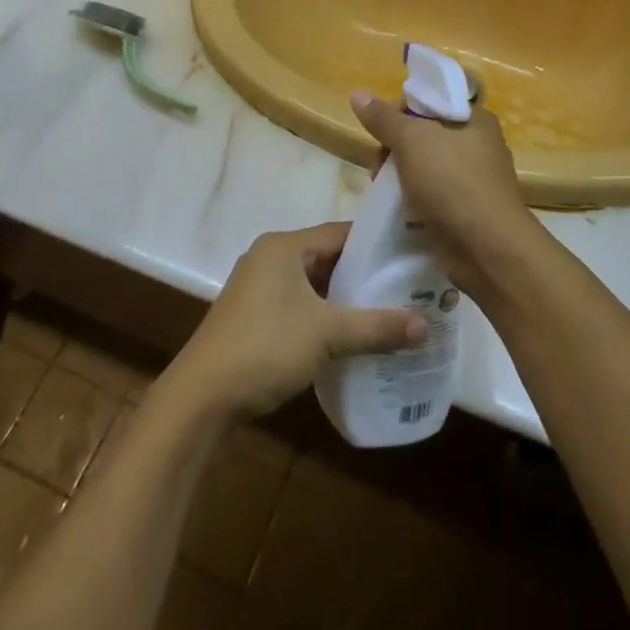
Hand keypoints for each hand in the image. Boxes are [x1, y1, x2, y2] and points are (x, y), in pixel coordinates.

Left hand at [173, 222, 427, 420]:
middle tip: (409, 287)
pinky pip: (301, 306)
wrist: (202, 398)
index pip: (340, 232)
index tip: (411, 254)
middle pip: (328, 258)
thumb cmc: (265, 348)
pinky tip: (354, 336)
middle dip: (366, 274)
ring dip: (347, 299)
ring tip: (391, 312)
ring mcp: (259, 289)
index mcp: (283, 246)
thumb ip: (376, 327)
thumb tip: (427, 325)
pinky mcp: (255, 318)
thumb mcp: (327, 334)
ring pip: (315, 285)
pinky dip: (327, 317)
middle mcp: (270, 258)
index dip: (376, 242)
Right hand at [350, 91, 537, 296]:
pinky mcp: (464, 209)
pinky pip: (430, 193)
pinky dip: (412, 198)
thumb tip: (357, 93)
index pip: (430, 100)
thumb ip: (383, 118)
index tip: (381, 130)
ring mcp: (472, 179)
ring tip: (383, 189)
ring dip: (399, 175)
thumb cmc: (452, 182)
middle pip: (423, 133)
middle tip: (378, 165)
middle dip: (394, 147)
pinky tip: (398, 208)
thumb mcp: (412, 141)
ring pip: (423, 165)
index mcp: (474, 118)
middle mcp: (477, 144)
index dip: (400, 110)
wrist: (487, 248)